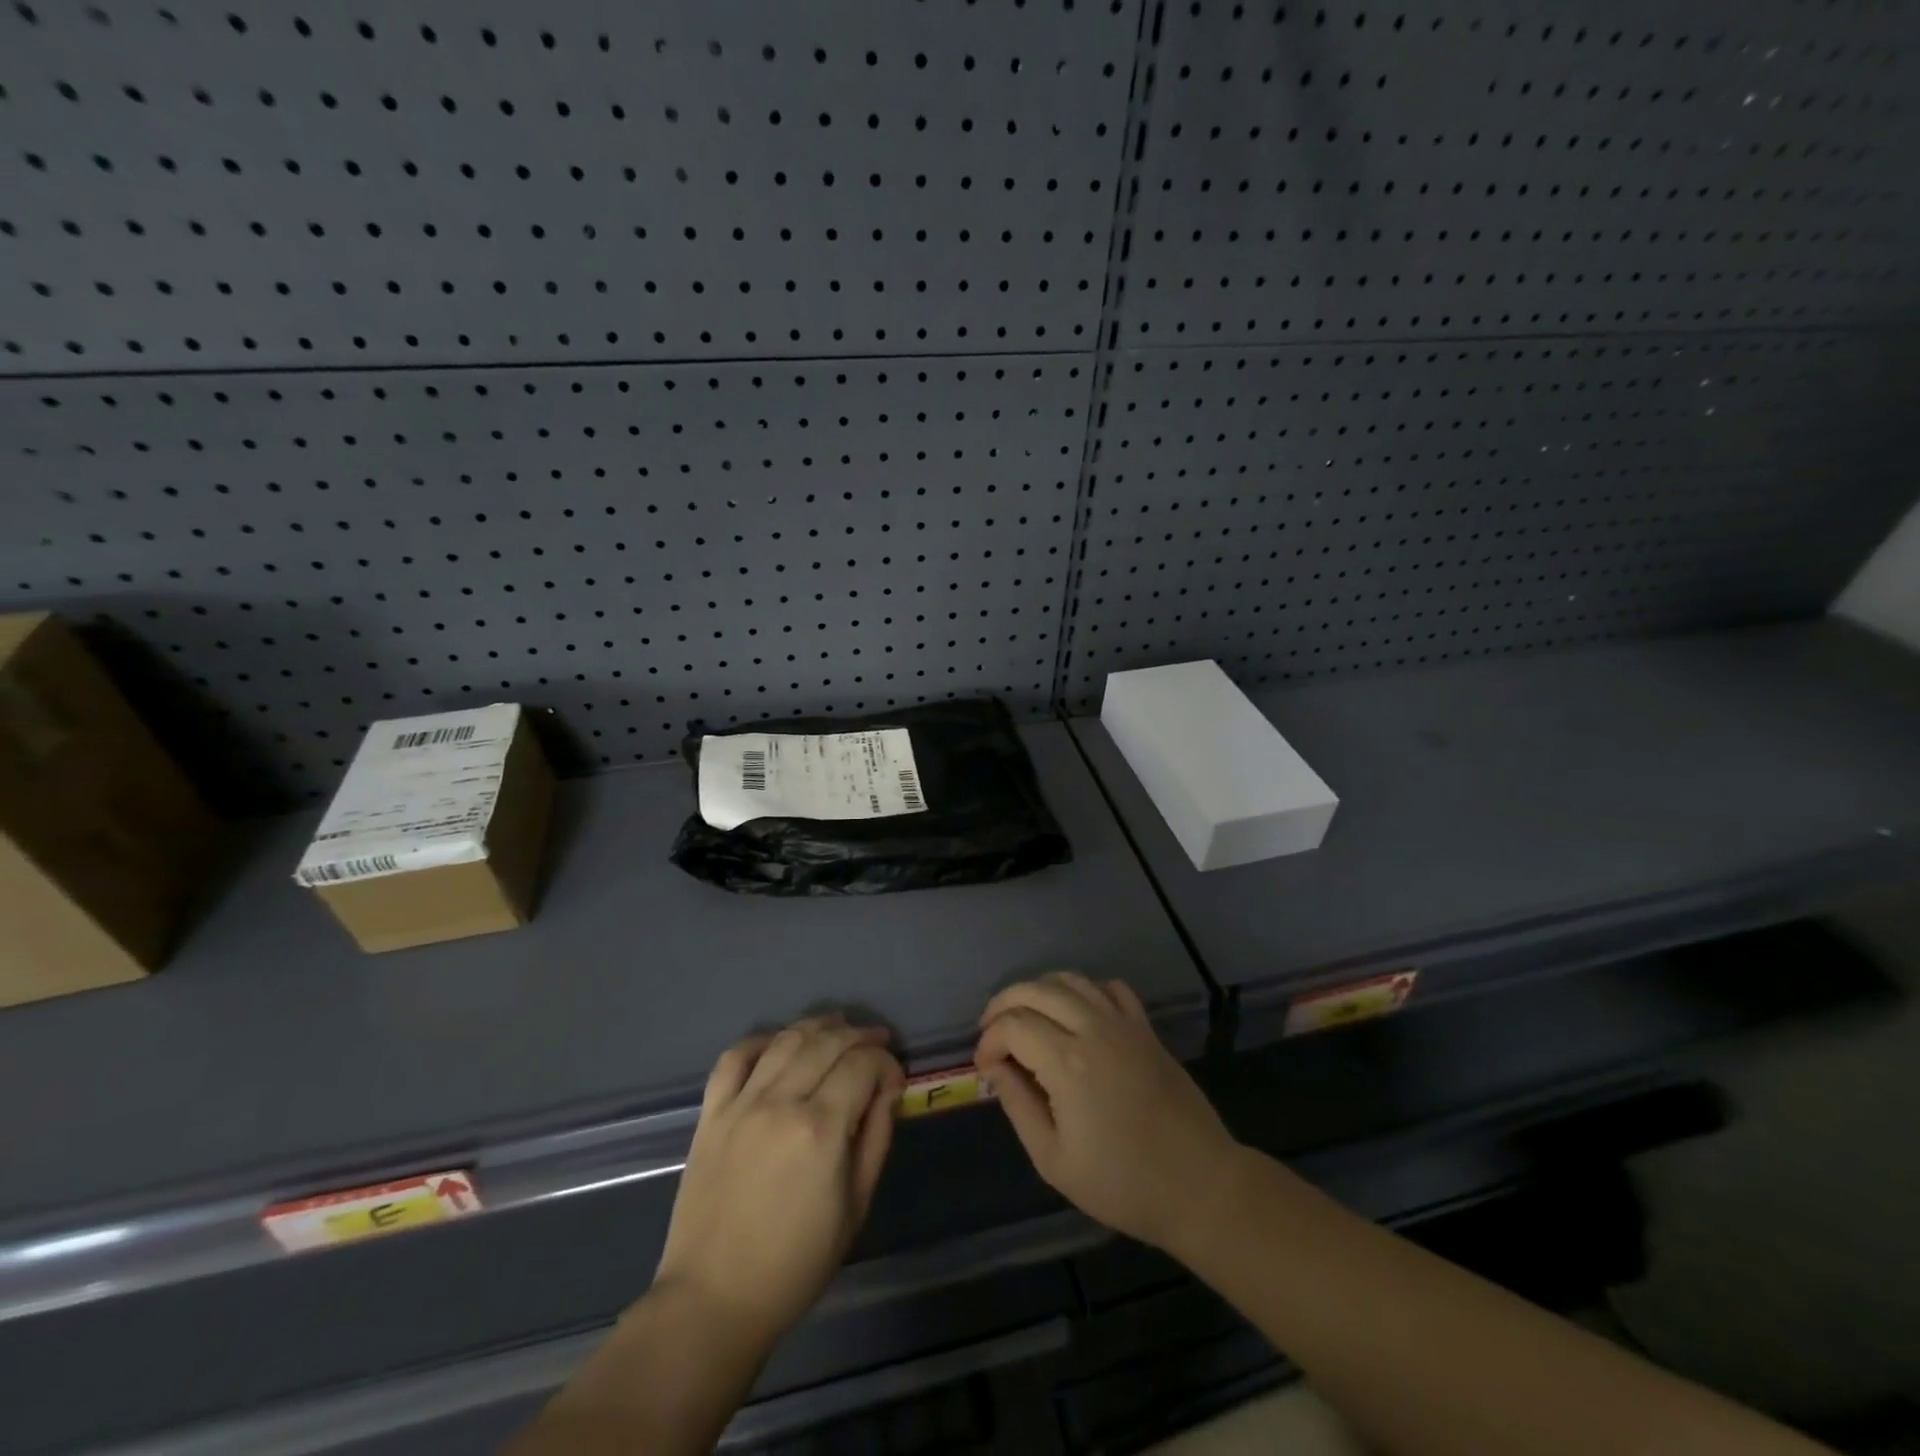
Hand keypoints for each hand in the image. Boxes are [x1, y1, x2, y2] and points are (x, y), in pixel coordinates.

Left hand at [653, 1015, 905, 1351]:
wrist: (713, 1300)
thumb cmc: (796, 1263)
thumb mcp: (855, 1206)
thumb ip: (876, 1137)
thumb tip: (888, 1090)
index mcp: (821, 1128)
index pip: (863, 1064)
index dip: (886, 1062)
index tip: (895, 1080)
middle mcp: (781, 1102)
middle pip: (828, 1041)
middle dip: (859, 1035)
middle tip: (877, 1041)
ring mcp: (741, 1104)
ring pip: (785, 1039)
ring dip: (817, 1026)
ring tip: (838, 1027)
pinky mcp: (711, 1113)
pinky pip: (734, 1057)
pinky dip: (760, 1040)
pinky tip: (779, 1042)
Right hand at [975, 972, 1242, 1251]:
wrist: (1199, 1185)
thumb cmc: (1122, 1183)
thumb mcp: (1054, 1160)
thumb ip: (1018, 1105)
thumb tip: (994, 1068)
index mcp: (1067, 1062)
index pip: (1012, 1025)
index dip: (988, 1041)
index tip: (983, 1067)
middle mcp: (1093, 1028)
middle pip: (1035, 989)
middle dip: (1003, 1004)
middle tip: (991, 1033)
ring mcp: (1123, 1023)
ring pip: (1070, 980)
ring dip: (1039, 990)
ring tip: (1025, 1017)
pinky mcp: (1145, 1028)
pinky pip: (1110, 987)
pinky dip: (1085, 990)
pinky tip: (1076, 1013)